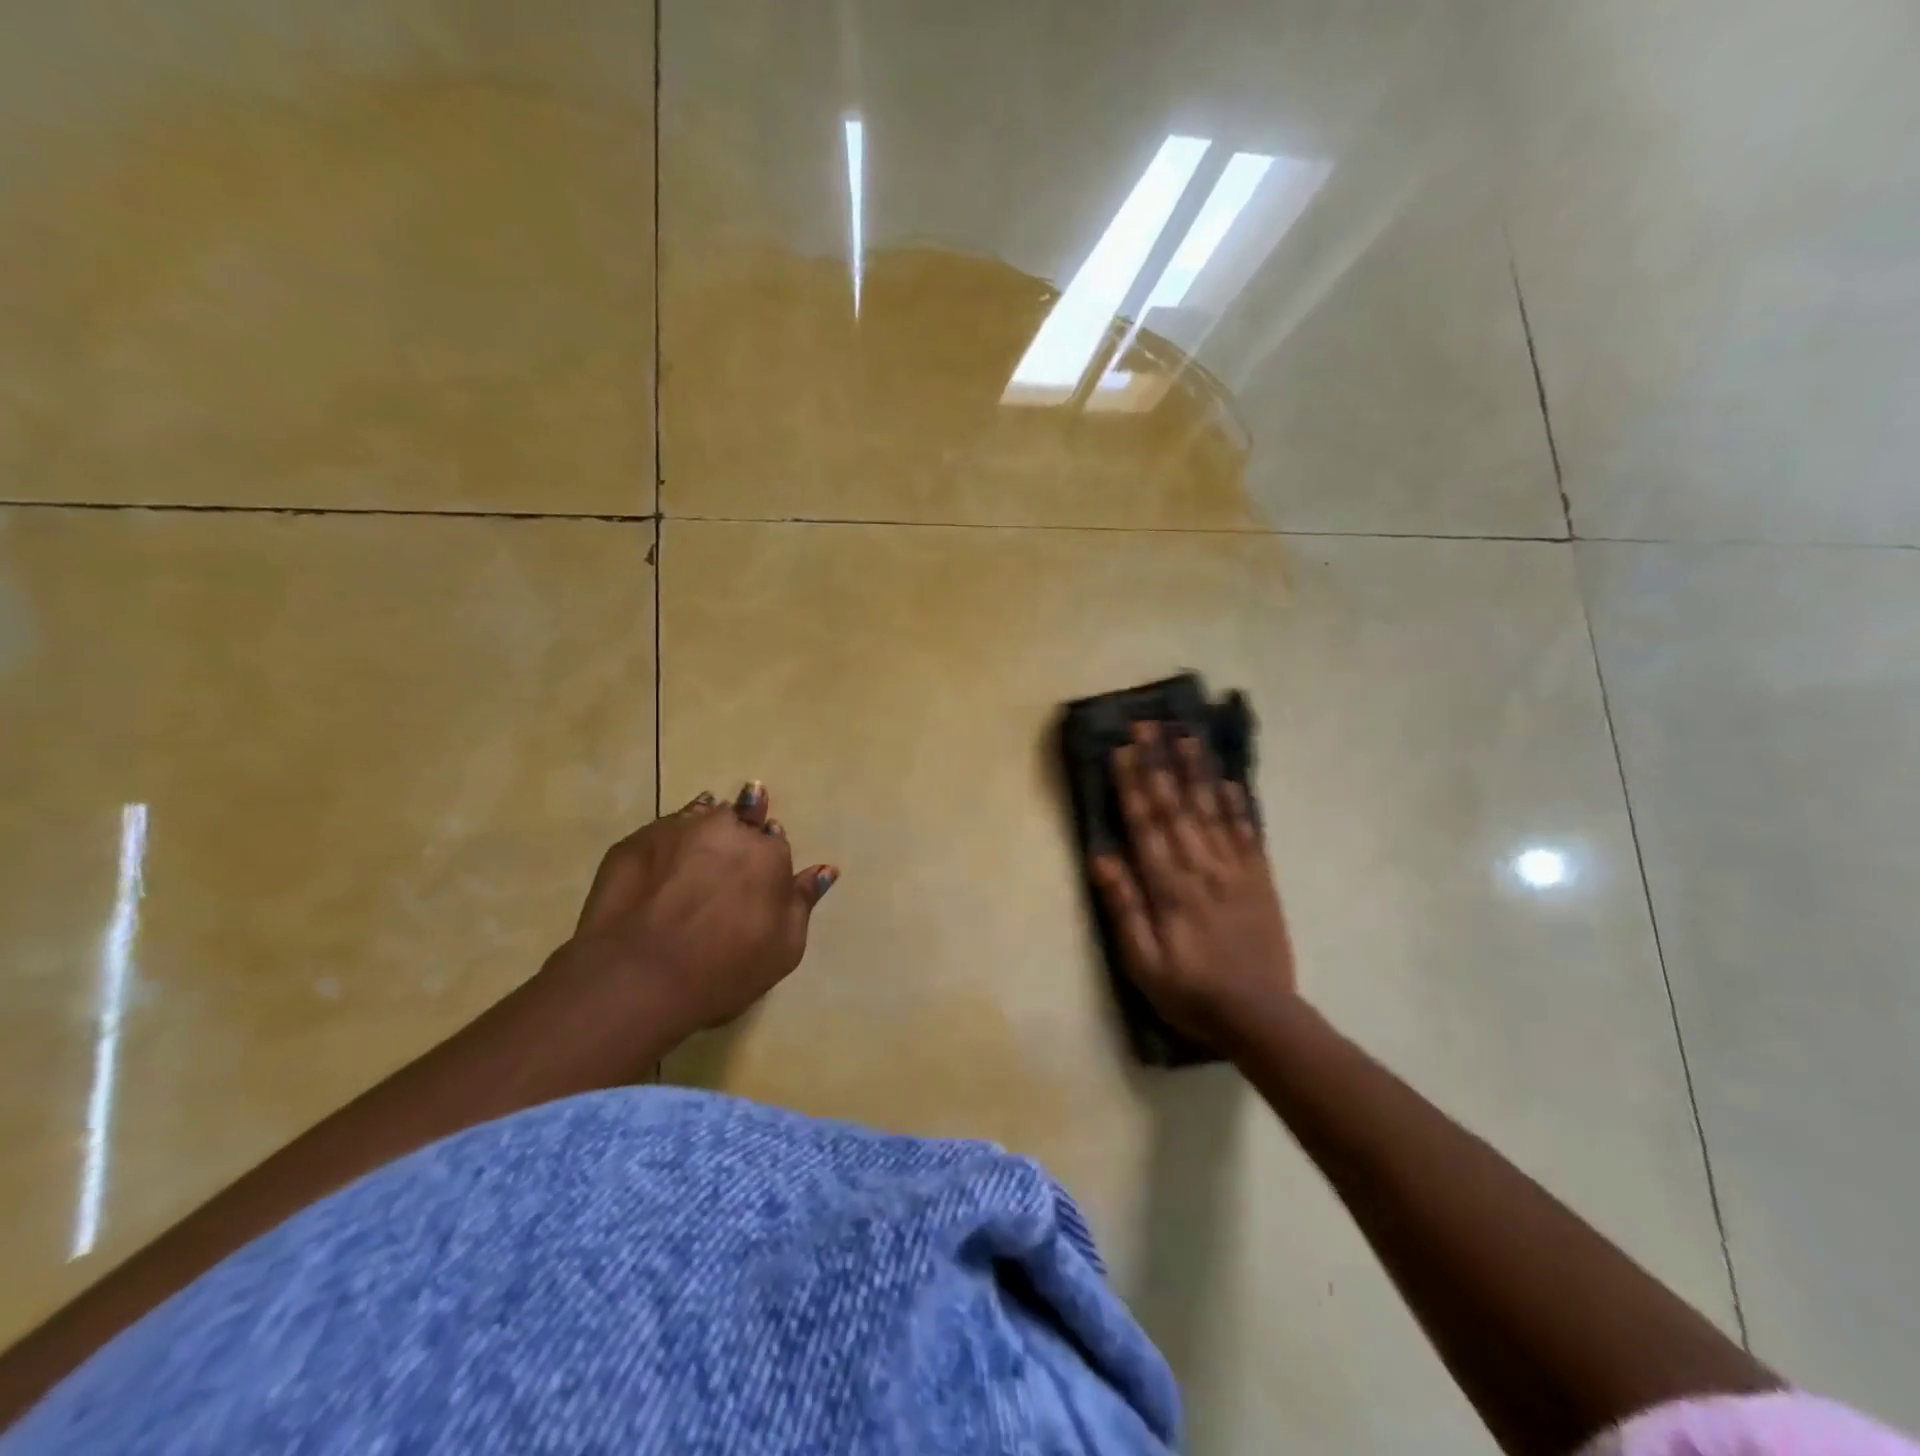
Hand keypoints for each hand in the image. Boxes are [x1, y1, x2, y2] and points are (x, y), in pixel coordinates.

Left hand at [565, 782, 838, 1040]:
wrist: (637, 978)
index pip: (775, 839)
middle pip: (739, 817)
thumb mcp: (782, 949)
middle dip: (739, 830)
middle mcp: (727, 829)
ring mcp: (678, 830)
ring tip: (696, 853)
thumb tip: (826, 870)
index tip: (757, 874)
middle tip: (728, 858)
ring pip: (700, 815)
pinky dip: (667, 844)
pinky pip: (661, 831)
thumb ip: (803, 903)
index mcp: (768, 854)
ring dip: (704, 828)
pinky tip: (661, 865)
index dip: (766, 854)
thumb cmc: (723, 970)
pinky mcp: (636, 841)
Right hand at [1090, 722, 1295, 1042]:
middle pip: (1177, 807)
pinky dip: (1238, 804)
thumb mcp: (1143, 963)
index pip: (1146, 825)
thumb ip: (1125, 908)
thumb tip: (1102, 859)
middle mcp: (1202, 869)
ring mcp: (1235, 871)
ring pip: (1213, 810)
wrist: (1260, 1016)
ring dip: (1198, 771)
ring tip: (1187, 736)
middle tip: (1149, 725)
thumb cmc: (1190, 993)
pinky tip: (1230, 780)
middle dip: (1160, 763)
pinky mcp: (1260, 879)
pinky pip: (1248, 832)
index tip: (1122, 749)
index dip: (1133, 785)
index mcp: (1170, 888)